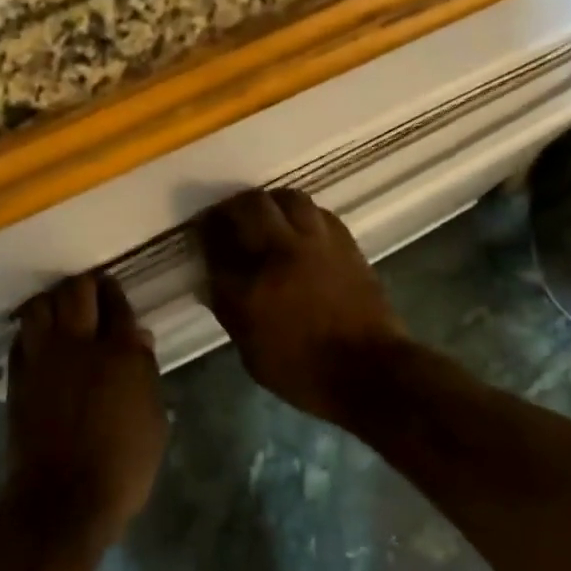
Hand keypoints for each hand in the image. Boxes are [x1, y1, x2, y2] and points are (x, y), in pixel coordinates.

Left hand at [5, 272, 167, 545]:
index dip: (116, 293)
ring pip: (41, 305)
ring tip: (60, 308)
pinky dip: (31, 329)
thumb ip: (146, 375)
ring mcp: (44, 357)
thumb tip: (138, 339)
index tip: (114, 290)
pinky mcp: (19, 375)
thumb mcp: (153, 423)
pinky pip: (21, 336)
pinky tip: (39, 337)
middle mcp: (79, 344)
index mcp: (120, 353)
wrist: (62, 500)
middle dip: (86, 285)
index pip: (118, 305)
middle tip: (91, 290)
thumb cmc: (122, 467)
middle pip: (77, 291)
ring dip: (52, 300)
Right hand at [197, 188, 410, 423]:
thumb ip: (229, 310)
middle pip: (248, 206)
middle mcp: (279, 254)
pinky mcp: (344, 242)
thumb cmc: (303, 371)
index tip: (201, 233)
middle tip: (227, 217)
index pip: (215, 243)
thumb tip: (216, 280)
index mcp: (248, 287)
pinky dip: (300, 213)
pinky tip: (297, 226)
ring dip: (269, 202)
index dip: (204, 233)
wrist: (369, 371)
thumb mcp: (250, 352)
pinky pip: (317, 212)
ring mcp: (315, 243)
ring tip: (264, 215)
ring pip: (286, 198)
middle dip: (231, 207)